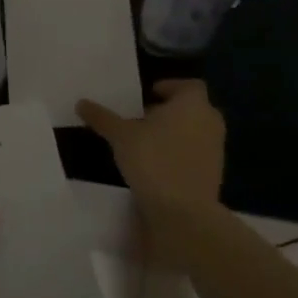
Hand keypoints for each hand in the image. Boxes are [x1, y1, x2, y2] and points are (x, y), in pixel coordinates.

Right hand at [79, 80, 226, 248]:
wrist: (184, 213)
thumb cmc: (154, 161)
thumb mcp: (121, 137)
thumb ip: (103, 118)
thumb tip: (81, 103)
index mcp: (193, 103)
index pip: (188, 85)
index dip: (169, 87)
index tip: (149, 96)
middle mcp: (210, 121)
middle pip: (191, 108)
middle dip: (169, 112)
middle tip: (142, 119)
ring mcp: (216, 149)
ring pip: (195, 132)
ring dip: (175, 134)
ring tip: (146, 144)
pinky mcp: (215, 174)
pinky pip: (196, 155)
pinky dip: (181, 155)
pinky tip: (157, 167)